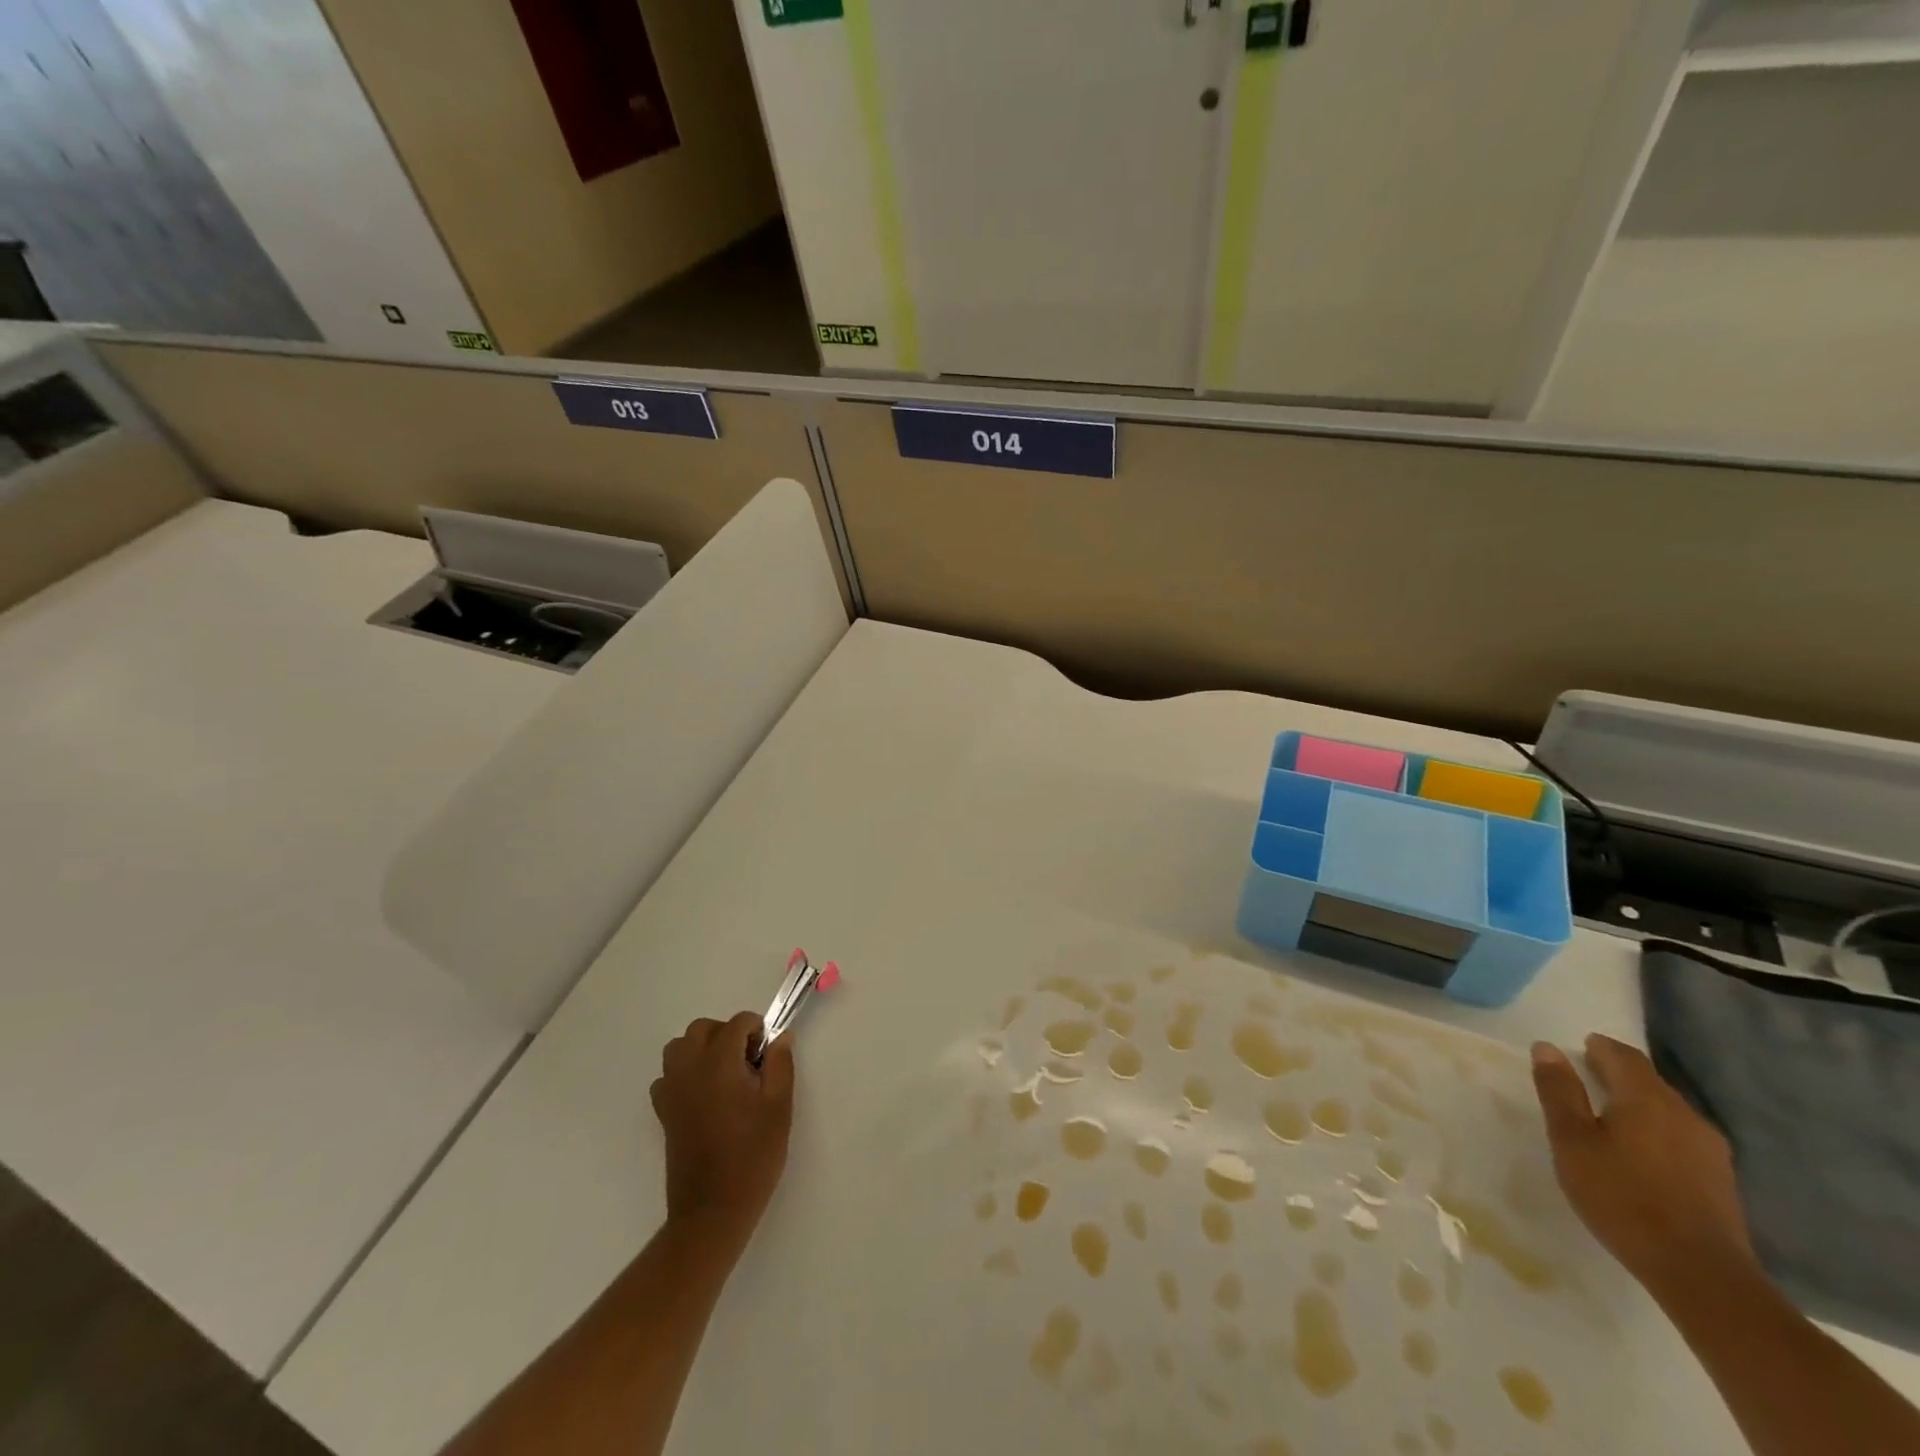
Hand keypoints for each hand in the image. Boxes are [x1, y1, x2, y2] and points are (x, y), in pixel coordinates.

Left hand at [651, 1012, 794, 1244]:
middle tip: (749, 1062)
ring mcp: (672, 1091)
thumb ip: (780, 1065)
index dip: (756, 1031)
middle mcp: (690, 1070)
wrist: (713, 1211)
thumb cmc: (753, 1157)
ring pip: (679, 1047)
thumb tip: (780, 1037)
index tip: (767, 1055)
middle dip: (727, 1034)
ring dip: (702, 1049)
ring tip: (725, 1074)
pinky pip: (668, 1076)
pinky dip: (684, 1073)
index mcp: (719, 1064)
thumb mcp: (779, 1108)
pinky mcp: (663, 1113)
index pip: (736, 1023)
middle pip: (702, 1028)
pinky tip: (704, 1095)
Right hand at [1531, 1034, 1754, 1299]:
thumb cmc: (1622, 1197)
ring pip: (1667, 1110)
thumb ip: (1559, 1091)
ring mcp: (1710, 1149)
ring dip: (1638, 1105)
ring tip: (1609, 1119)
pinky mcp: (1721, 1180)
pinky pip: (1681, 1137)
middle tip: (1585, 1080)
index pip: (1623, 1056)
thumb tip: (1547, 1047)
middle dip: (1618, 1074)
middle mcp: (1685, 1114)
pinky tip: (1641, 1154)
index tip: (1578, 1050)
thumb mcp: (1572, 1141)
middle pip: (1649, 1081)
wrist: (1700, 1274)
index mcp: (1647, 1099)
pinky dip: (1656, 1132)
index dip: (1599, 1048)